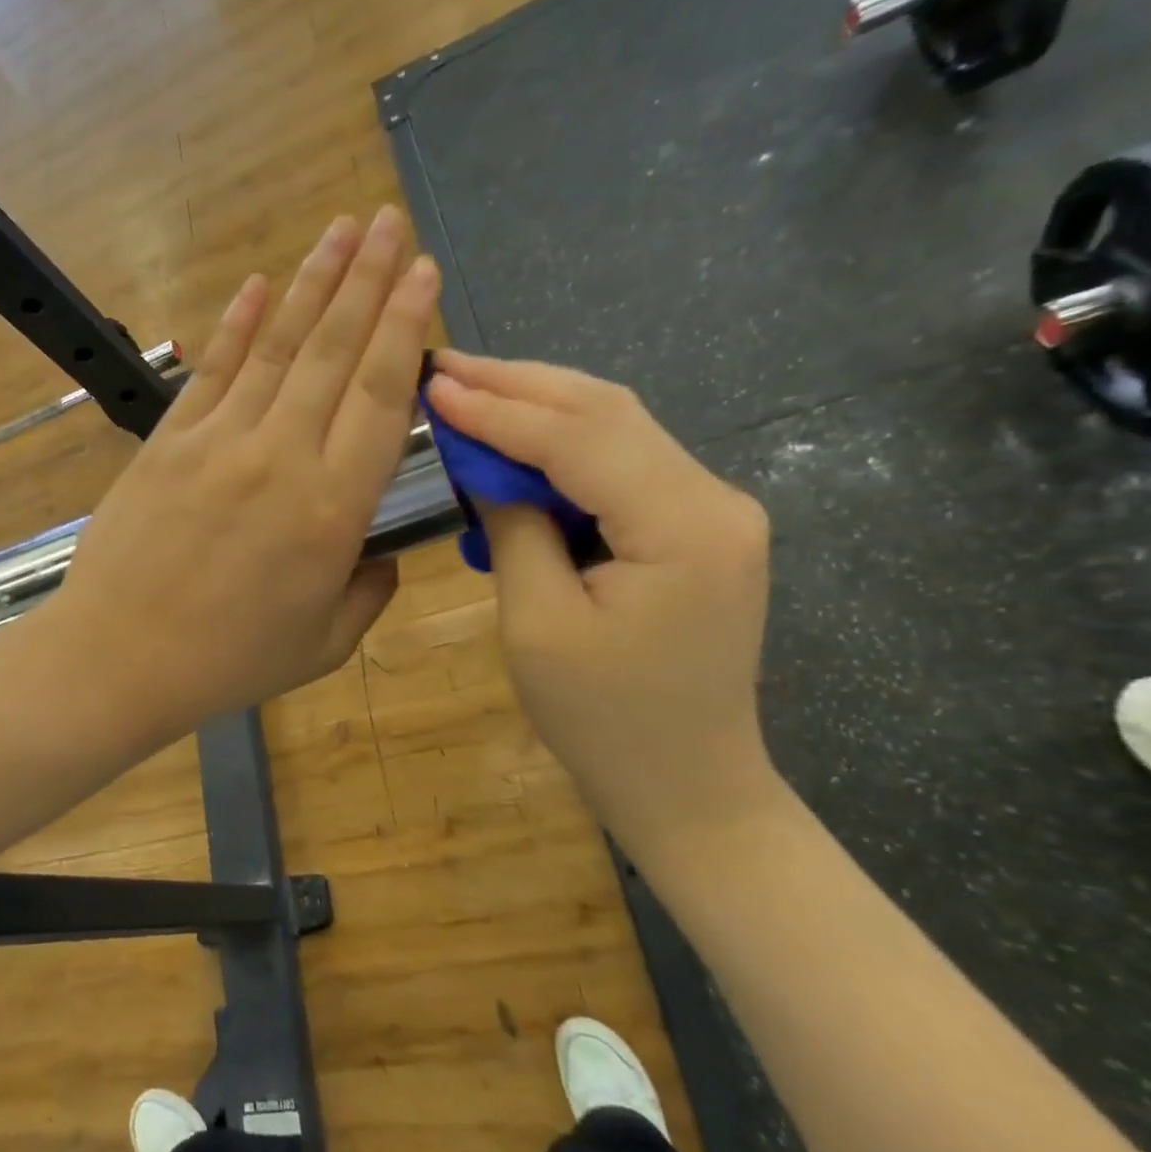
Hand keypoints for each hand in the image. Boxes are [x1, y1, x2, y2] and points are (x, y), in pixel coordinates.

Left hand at [51, 207, 437, 743]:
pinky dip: (238, 324)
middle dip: (367, 278)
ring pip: (277, 346)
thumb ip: (368, 592)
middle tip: (389, 220)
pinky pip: (212, 371)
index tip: (423, 272)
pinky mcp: (168, 441)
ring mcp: (218, 442)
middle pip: (334, 352)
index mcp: (331, 511)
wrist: (117, 659)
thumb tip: (382, 553)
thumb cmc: (227, 661)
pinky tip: (258, 283)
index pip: (380, 397)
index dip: (405, 327)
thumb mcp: (322, 645)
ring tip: (340, 228)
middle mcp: (281, 457)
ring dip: (312, 282)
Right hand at [424, 352, 776, 858]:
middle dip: (520, 385)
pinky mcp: (695, 525)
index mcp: (683, 527)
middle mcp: (714, 499)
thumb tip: (484, 465)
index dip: (500, 409)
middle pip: (607, 411)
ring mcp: (712, 508)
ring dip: (539, 405)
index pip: (579, 438)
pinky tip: (514, 438)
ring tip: (470, 388)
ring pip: (616, 427)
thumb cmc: (604, 720)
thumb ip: (515, 529)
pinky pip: (622, 463)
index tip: (436, 386)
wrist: (688, 784)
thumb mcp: (538, 625)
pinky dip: (562, 444)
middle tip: (447, 368)